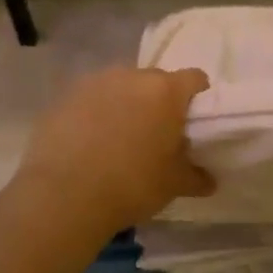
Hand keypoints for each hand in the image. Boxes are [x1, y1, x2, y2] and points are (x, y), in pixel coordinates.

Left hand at [15, 67, 215, 232]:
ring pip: (121, 88)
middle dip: (160, 102)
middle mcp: (132, 76)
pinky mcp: (64, 97)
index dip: (198, 98)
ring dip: (126, 105)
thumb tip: (209, 180)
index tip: (193, 122)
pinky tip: (89, 144)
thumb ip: (196, 176)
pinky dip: (95, 114)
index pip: (195, 79)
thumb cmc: (132, 184)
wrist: (63, 196)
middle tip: (157, 134)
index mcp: (166, 91)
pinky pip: (91, 100)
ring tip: (118, 139)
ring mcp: (95, 83)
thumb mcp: (173, 185)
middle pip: (156, 81)